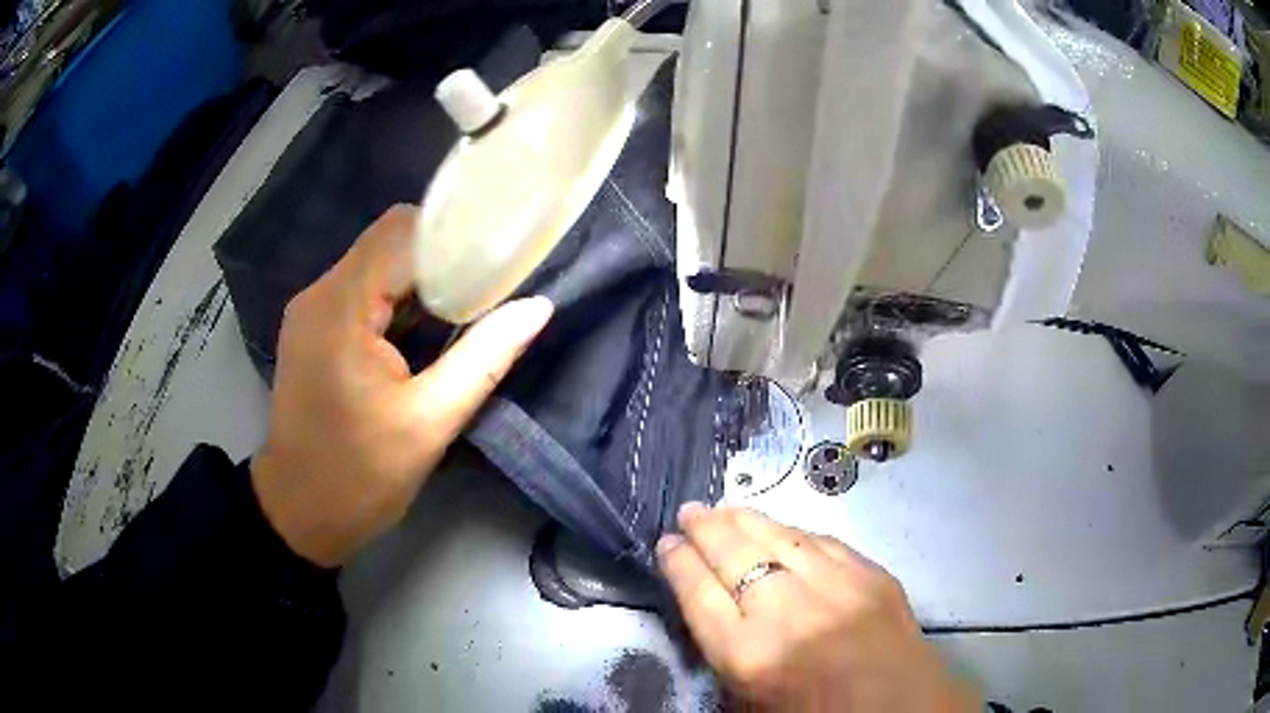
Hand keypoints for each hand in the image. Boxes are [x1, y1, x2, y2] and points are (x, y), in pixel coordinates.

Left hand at [251, 205, 553, 567]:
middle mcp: (319, 294)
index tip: (497, 261)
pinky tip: (424, 328)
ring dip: (420, 279)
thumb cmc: (360, 477)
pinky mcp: (313, 328)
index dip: (453, 236)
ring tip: (464, 309)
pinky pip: (362, 289)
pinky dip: (398, 297)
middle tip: (489, 289)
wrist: (300, 514)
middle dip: (441, 257)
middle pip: (388, 240)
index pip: (401, 231)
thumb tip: (538, 308)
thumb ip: (485, 358)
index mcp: (341, 307)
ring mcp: (311, 310)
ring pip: (376, 262)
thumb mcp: (430, 422)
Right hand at [657, 505, 976, 711]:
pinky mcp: (870, 573)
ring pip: (777, 537)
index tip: (666, 544)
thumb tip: (712, 606)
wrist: (898, 709)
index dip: (679, 564)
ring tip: (723, 507)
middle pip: (734, 555)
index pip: (699, 594)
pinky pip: (822, 541)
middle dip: (705, 529)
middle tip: (689, 511)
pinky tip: (780, 525)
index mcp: (749, 653)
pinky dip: (793, 530)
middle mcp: (786, 610)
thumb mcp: (750, 700)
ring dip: (746, 519)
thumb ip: (727, 652)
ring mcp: (834, 585)